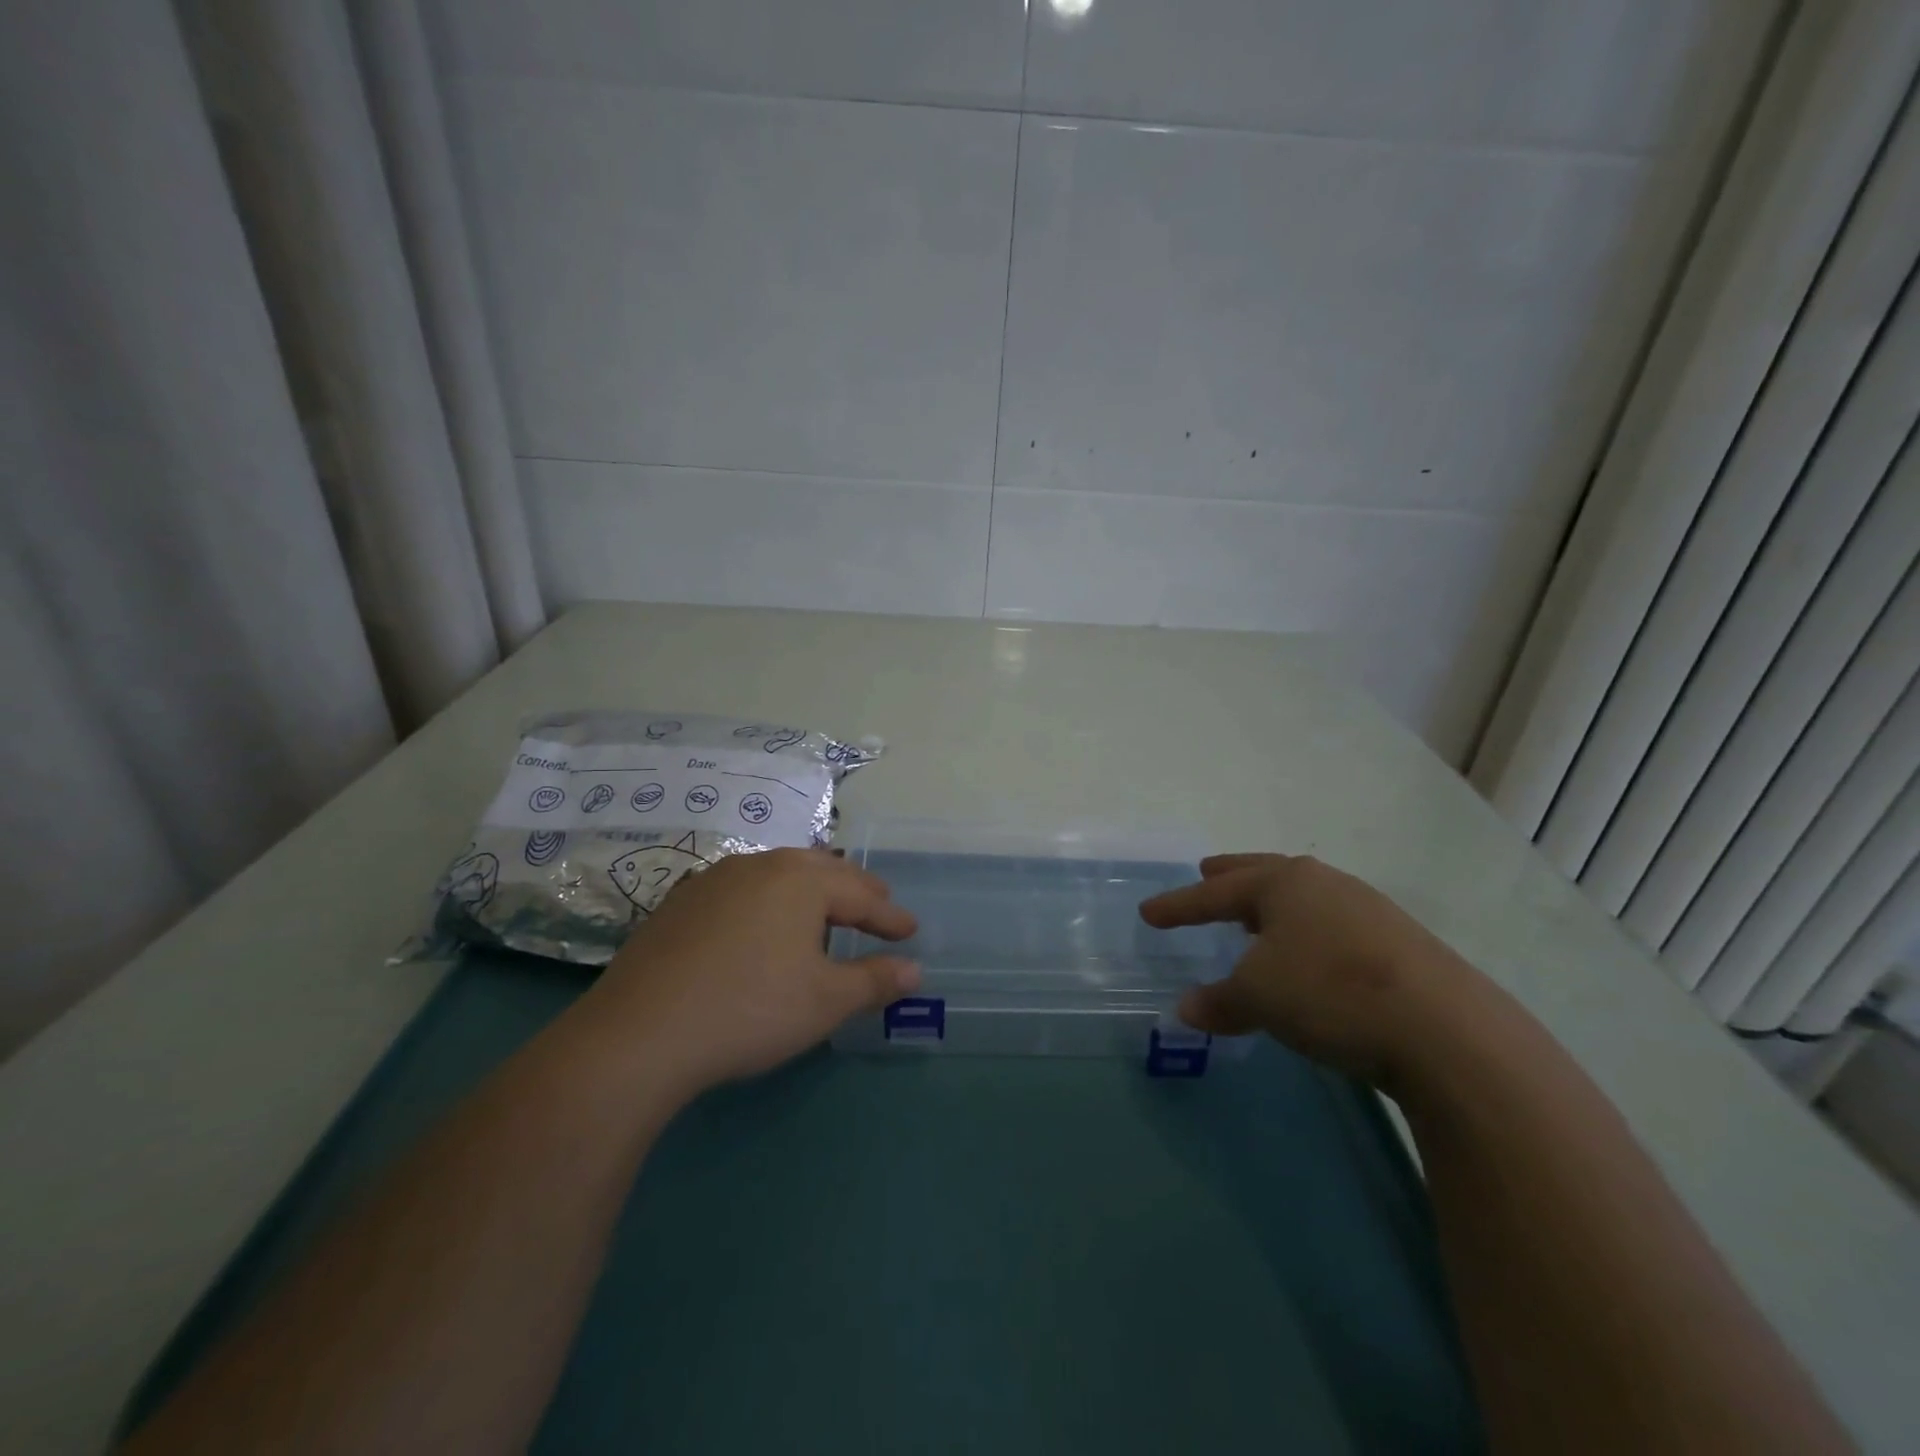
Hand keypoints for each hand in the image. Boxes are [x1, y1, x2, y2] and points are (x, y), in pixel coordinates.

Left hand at [586, 848, 919, 1098]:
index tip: (911, 931)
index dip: (890, 916)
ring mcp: (715, 880)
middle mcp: (760, 866)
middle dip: (855, 890)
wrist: (640, 1033)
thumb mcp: (825, 1002)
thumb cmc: (751, 1010)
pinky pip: (742, 890)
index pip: (861, 894)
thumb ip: (874, 981)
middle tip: (877, 907)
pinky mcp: (680, 903)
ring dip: (810, 890)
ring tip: (824, 911)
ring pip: (778, 874)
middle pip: (821, 870)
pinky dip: (768, 902)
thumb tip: (915, 971)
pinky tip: (761, 925)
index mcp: (801, 880)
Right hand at [1138, 853, 1491, 1085]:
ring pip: (1304, 898)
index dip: (1179, 905)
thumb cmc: (1330, 993)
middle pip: (1265, 873)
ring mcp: (1368, 910)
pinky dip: (1306, 931)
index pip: (1216, 892)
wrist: (1445, 1030)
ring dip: (1272, 904)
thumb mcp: (1259, 998)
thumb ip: (1219, 1001)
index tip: (1148, 913)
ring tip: (1255, 915)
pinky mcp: (1400, 943)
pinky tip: (1309, 953)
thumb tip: (1187, 1010)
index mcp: (1284, 883)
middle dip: (1231, 876)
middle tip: (1206, 870)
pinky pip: (1333, 924)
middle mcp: (1325, 884)